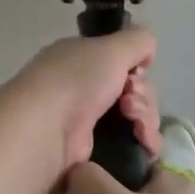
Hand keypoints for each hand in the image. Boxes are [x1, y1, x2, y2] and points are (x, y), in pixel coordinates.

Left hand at [3, 27, 158, 183]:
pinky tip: (144, 143)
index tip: (136, 74)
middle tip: (130, 103)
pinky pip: (131, 144)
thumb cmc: (76, 80)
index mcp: (81, 59)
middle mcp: (82, 88)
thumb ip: (137, 41)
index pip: (121, 62)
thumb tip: (148, 52)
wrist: (47, 130)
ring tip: (136, 125)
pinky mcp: (94, 152)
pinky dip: (143, 142)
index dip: (136, 68)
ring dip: (145, 119)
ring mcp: (87, 122)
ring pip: (136, 118)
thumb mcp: (111, 48)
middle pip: (133, 91)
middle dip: (143, 96)